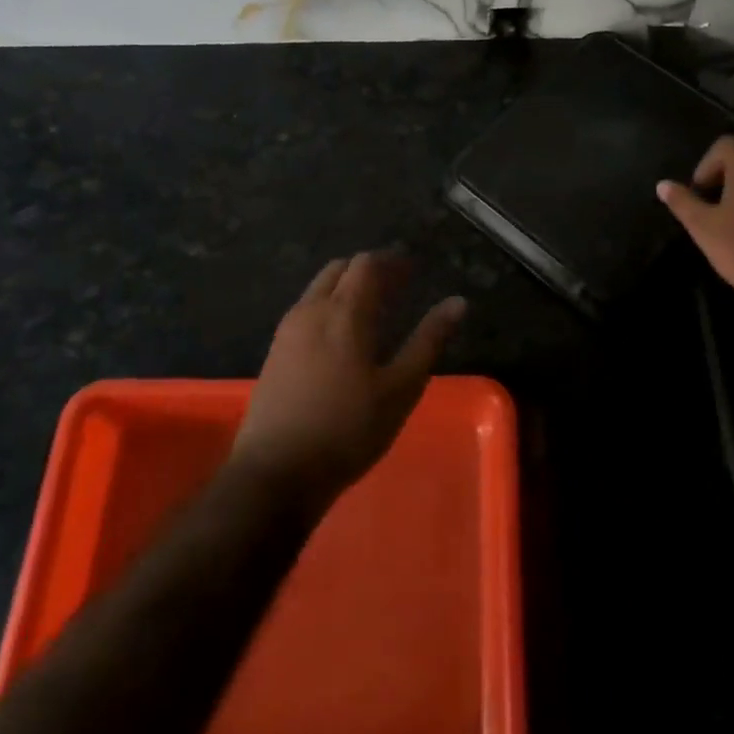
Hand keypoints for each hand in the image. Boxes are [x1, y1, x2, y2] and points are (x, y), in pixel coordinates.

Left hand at [229, 252, 466, 508]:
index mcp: (344, 313)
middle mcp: (311, 310)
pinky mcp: (275, 352)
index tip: (414, 268)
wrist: (276, 472)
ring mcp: (288, 331)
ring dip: (347, 286)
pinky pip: (306, 309)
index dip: (393, 261)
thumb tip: (458, 302)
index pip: (368, 265)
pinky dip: (329, 304)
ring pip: (319, 288)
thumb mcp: (401, 388)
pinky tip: (342, 334)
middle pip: (340, 269)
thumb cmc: (348, 429)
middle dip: (370, 269)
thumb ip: (429, 340)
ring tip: (374, 306)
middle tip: (398, 284)